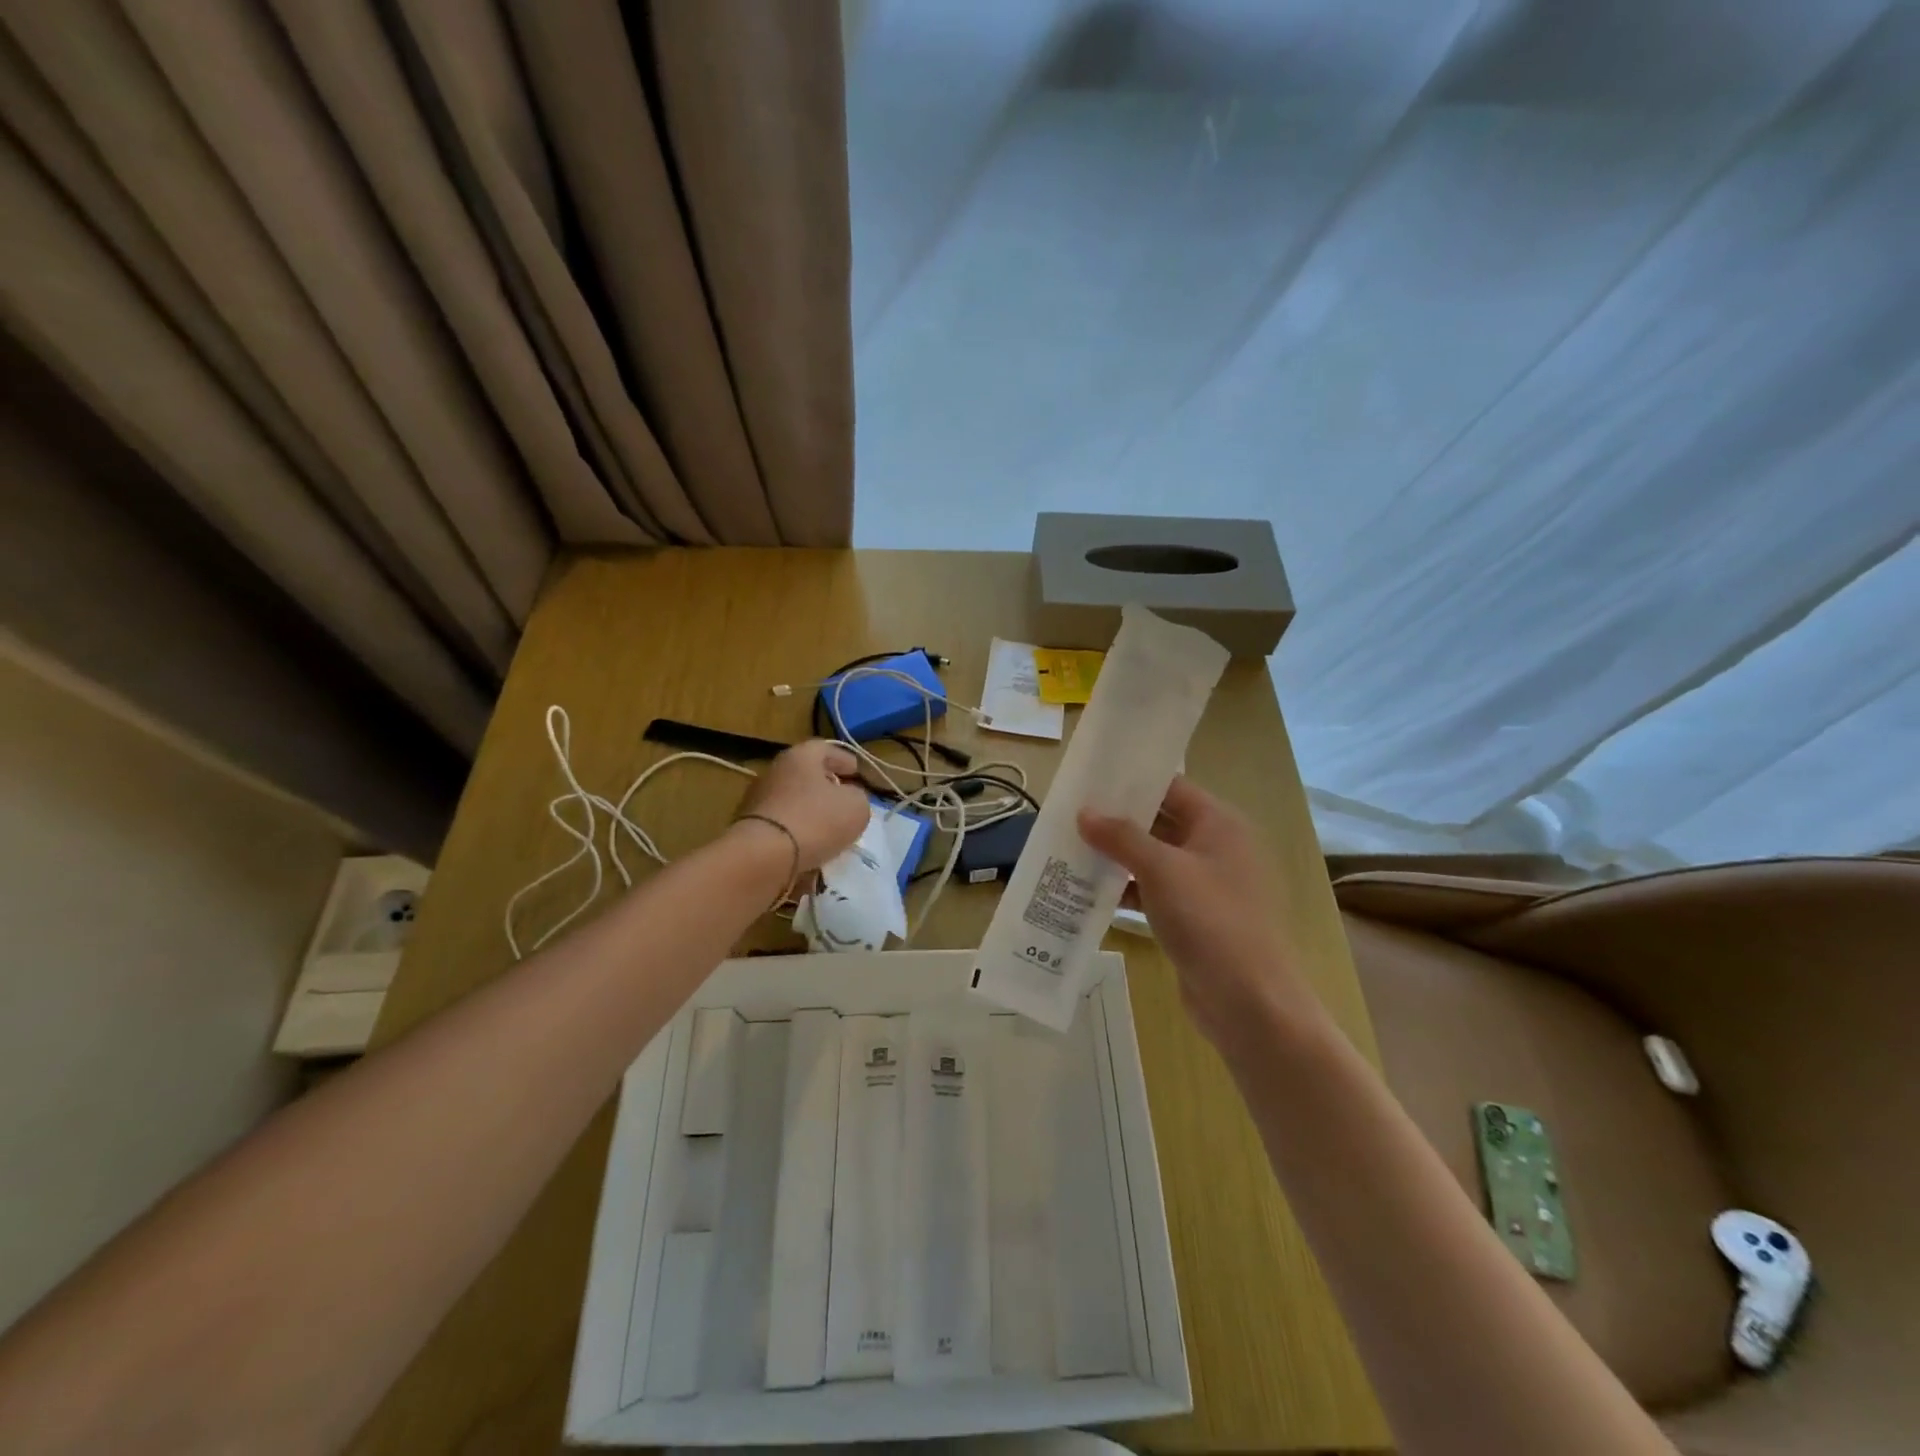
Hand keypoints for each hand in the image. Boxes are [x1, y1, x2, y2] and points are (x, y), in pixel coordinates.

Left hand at [735, 739, 870, 872]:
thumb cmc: (815, 820)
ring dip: (811, 811)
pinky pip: (781, 823)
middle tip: (844, 800)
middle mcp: (775, 770)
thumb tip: (850, 798)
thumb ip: (859, 797)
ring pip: (793, 799)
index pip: (826, 748)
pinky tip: (809, 845)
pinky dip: (796, 830)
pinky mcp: (749, 826)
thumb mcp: (856, 807)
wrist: (762, 856)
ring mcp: (758, 798)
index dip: (844, 759)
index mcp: (801, 756)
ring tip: (830, 829)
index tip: (856, 773)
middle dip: (826, 786)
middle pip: (806, 773)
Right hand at [1079, 777, 1321, 1051]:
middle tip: (1070, 816)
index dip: (1131, 782)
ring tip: (1070, 850)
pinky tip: (1091, 893)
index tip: (1089, 781)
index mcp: (1219, 824)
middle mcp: (1216, 847)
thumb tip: (1084, 812)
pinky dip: (1128, 890)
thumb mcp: (1161, 870)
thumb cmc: (1210, 921)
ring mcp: (1206, 885)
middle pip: (1160, 822)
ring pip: (1154, 859)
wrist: (1250, 1002)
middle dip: (1117, 821)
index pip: (1170, 787)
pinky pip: (1155, 892)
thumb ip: (1121, 837)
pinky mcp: (1195, 918)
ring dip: (1118, 857)